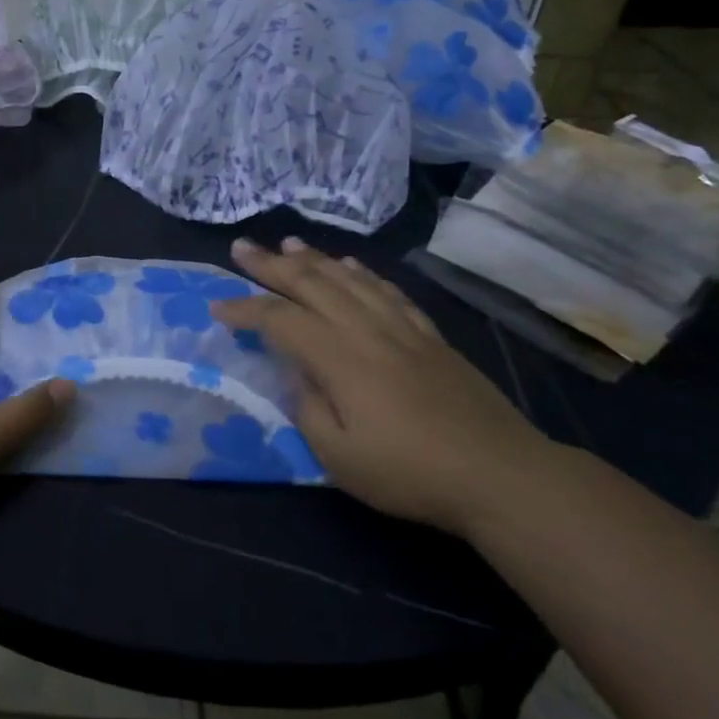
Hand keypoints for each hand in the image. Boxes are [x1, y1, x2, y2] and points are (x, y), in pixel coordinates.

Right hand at [211, 238, 557, 535]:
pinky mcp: (430, 336)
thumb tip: (296, 374)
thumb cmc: (411, 472)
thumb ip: (307, 408)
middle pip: (312, 285)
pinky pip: (388, 291)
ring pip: (350, 279)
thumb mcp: (339, 457)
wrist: (500, 474)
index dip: (245, 310)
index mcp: (340, 358)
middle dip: (271, 265)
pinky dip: (363, 273)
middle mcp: (367, 330)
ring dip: (314, 259)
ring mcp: (403, 328)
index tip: (217, 308)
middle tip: (242, 247)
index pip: (280, 320)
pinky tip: (352, 266)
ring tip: (287, 244)